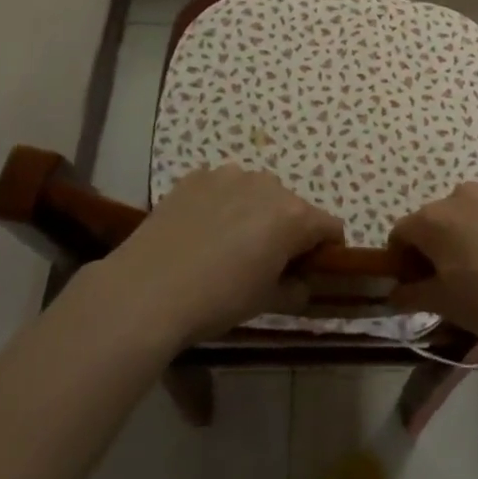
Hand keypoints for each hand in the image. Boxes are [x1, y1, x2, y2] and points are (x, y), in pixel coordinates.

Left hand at [99, 165, 343, 346]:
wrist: (147, 290)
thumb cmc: (217, 300)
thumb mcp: (265, 303)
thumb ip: (295, 289)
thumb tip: (302, 283)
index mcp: (293, 216)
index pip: (330, 226)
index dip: (326, 249)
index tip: (311, 269)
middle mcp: (268, 185)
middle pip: (291, 206)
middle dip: (286, 230)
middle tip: (263, 262)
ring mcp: (229, 175)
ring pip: (255, 192)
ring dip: (253, 213)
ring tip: (226, 245)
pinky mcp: (196, 177)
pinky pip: (221, 188)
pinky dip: (220, 205)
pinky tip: (199, 232)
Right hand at [389, 178, 477, 371]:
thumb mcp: (448, 307)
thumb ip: (413, 294)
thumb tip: (394, 292)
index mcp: (435, 219)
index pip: (402, 232)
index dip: (404, 259)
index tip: (417, 283)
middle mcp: (463, 192)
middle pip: (439, 216)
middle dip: (440, 243)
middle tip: (458, 278)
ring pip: (475, 207)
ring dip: (475, 229)